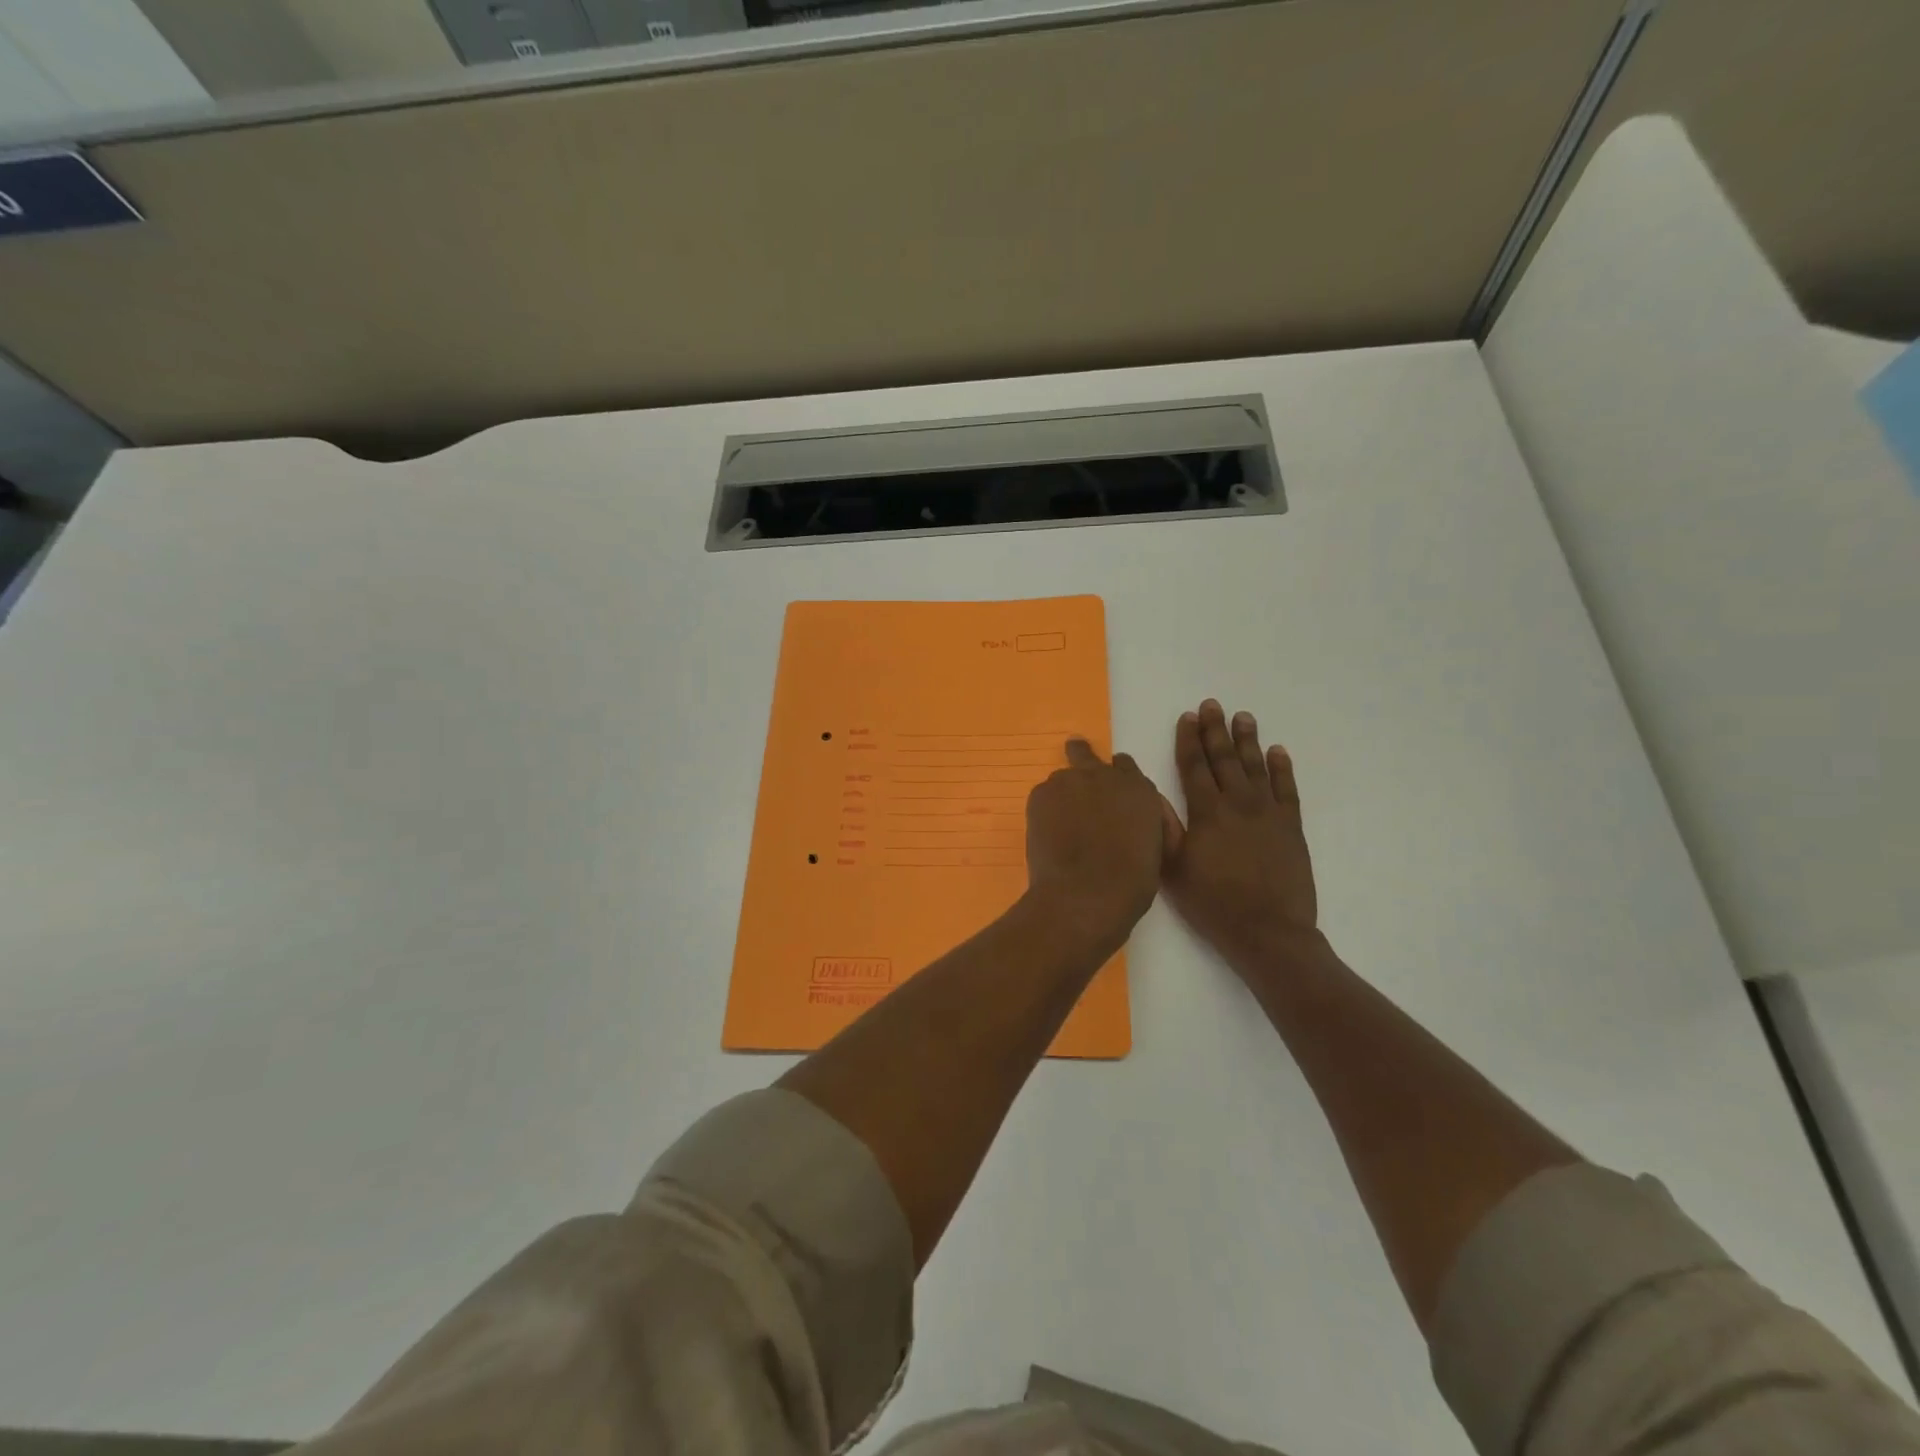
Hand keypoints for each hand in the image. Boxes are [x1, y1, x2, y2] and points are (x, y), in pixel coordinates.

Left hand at [1025, 739, 1173, 947]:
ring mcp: (1069, 781)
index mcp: (1139, 789)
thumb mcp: (1152, 846)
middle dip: (1080, 760)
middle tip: (1073, 777)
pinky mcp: (1041, 794)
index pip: (1124, 766)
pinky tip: (1048, 834)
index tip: (1108, 791)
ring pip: (1062, 779)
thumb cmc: (1131, 883)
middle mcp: (1104, 776)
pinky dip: (1045, 810)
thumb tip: (1123, 820)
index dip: (1115, 777)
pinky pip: (1043, 796)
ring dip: (1062, 795)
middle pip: (1085, 754)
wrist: (1088, 893)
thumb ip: (1137, 821)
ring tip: (1060, 824)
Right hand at [1162, 700, 1320, 974]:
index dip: (1189, 740)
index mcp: (1207, 813)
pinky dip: (1282, 768)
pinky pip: (1287, 789)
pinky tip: (1278, 751)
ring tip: (1243, 716)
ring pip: (1256, 767)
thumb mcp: (1174, 870)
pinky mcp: (1291, 827)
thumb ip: (1164, 829)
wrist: (1269, 932)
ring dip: (1248, 740)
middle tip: (1212, 704)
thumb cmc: (1214, 904)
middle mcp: (1238, 804)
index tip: (1187, 717)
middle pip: (1224, 759)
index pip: (1194, 767)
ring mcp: (1268, 814)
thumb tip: (1150, 793)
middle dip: (1216, 730)